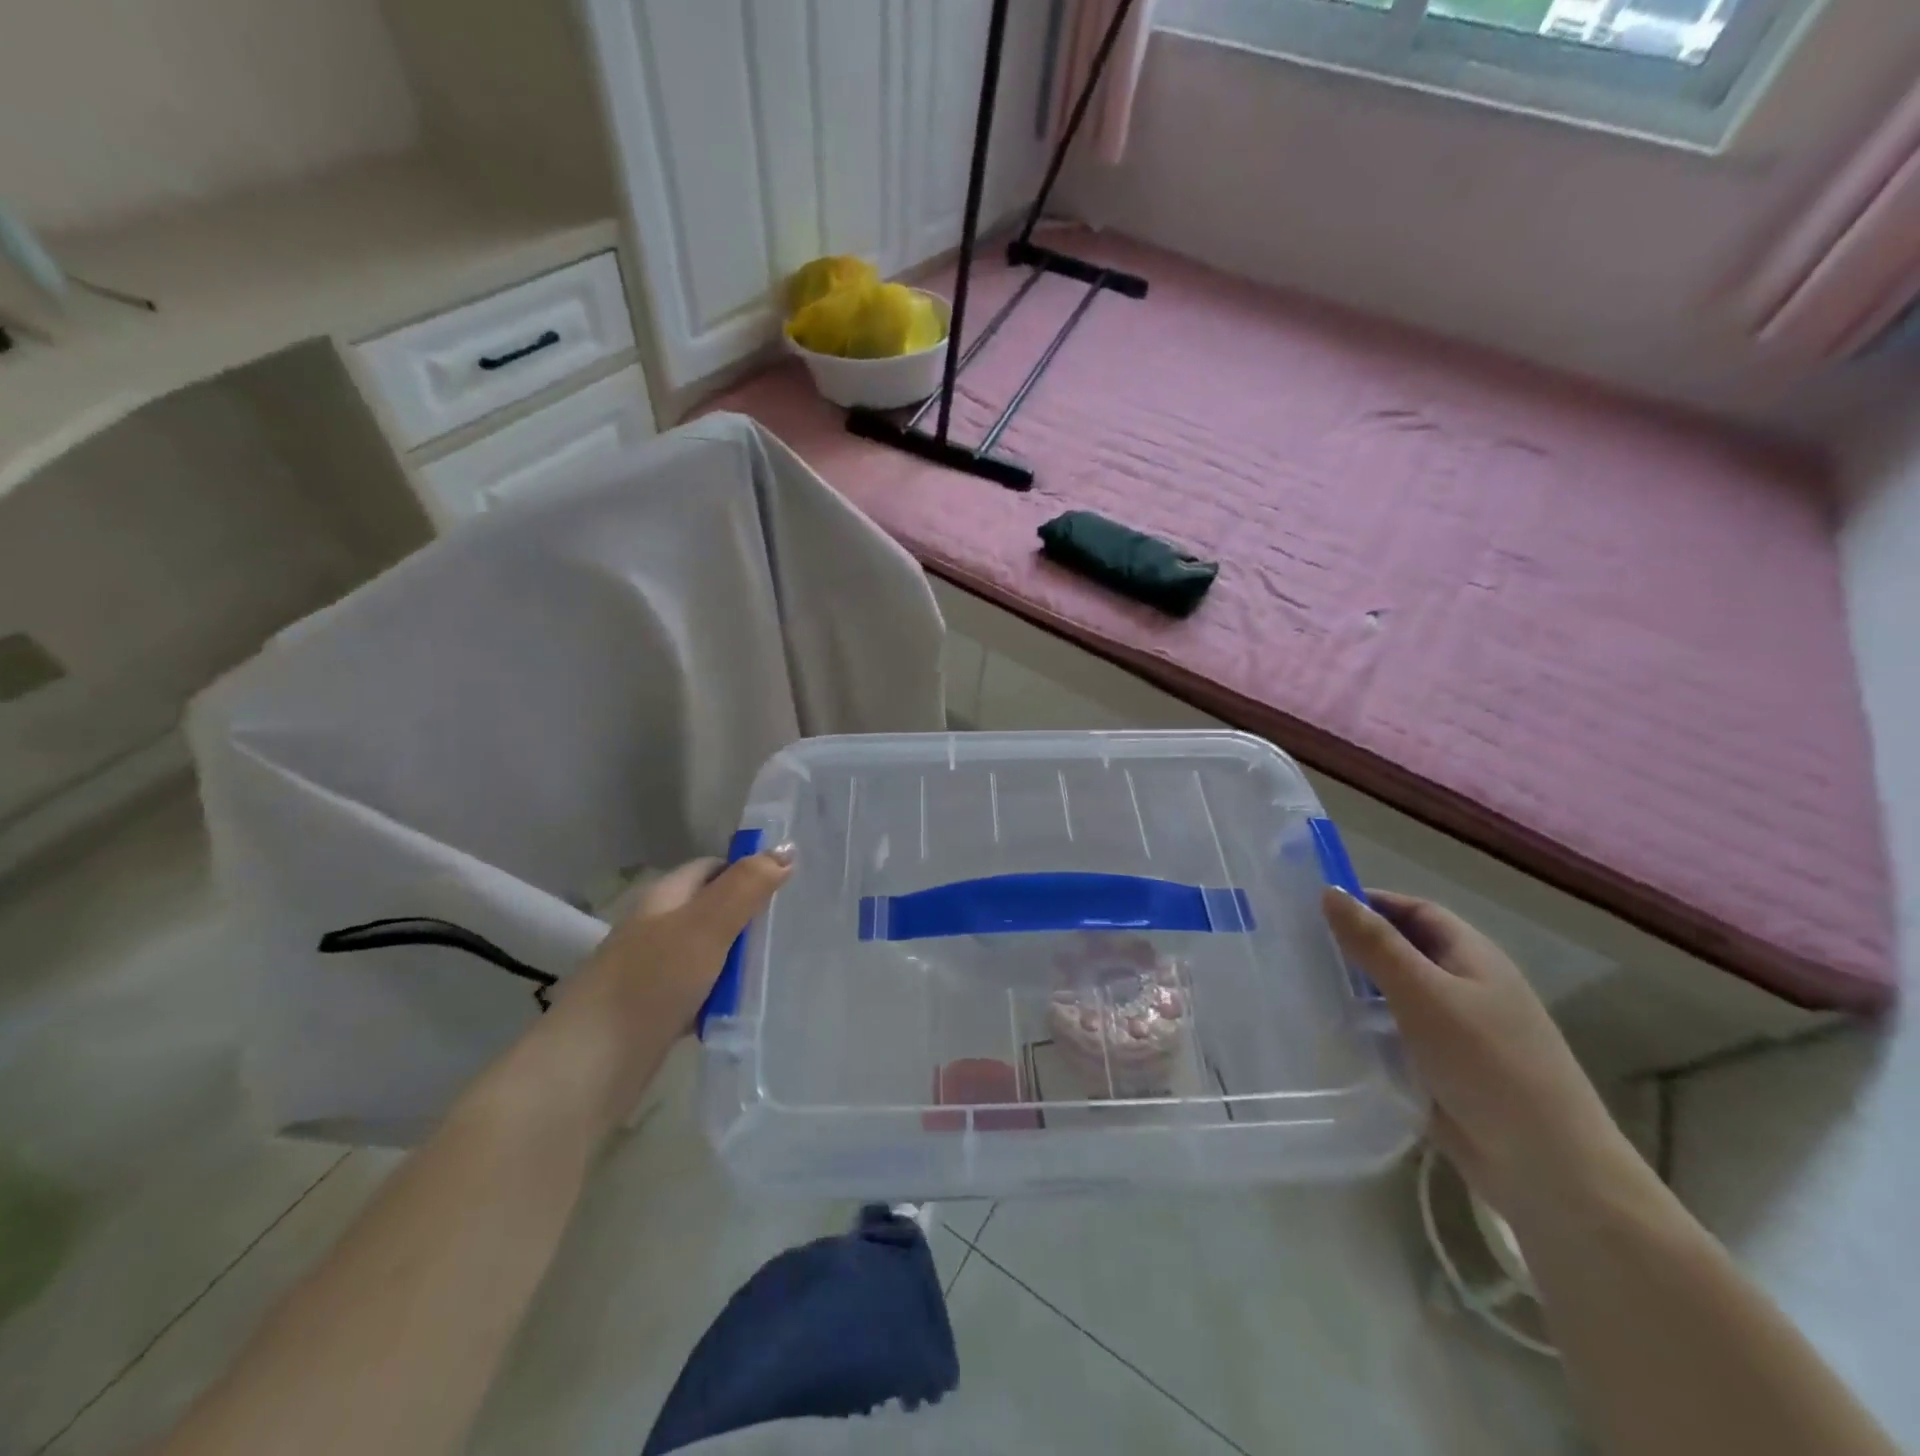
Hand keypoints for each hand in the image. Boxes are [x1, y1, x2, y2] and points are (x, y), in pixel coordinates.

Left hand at [528, 848, 793, 1137]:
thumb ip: (746, 887)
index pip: (712, 867)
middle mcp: (655, 928)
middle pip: (712, 909)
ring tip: (782, 965)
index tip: (790, 882)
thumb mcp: (706, 926)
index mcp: (664, 898)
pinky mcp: (655, 1011)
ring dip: (739, 958)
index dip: (748, 868)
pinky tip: (747, 1007)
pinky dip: (723, 995)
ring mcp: (652, 971)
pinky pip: (700, 991)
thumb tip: (786, 849)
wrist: (590, 1067)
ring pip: (708, 952)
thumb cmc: (650, 983)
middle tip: (795, 925)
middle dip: (749, 915)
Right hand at [1322, 888, 1651, 1228]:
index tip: (1316, 907)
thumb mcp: (1423, 993)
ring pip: (1397, 994)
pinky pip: (1398, 1034)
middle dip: (1357, 945)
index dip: (1370, 902)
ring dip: (1358, 988)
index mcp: (1473, 957)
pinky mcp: (1445, 1069)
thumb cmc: (1487, 1063)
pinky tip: (1334, 1033)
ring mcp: (1458, 1031)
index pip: (1416, 911)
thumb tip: (1329, 891)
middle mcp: (1467, 987)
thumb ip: (1374, 943)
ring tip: (1305, 985)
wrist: (1548, 1169)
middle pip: (1405, 950)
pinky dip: (1368, 1028)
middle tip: (1300, 945)